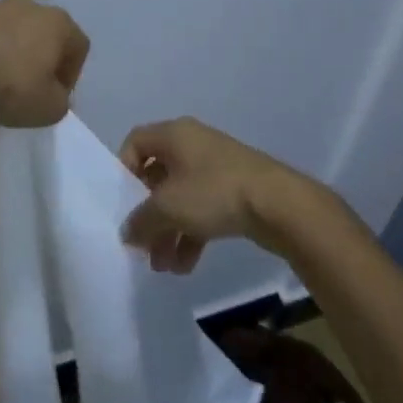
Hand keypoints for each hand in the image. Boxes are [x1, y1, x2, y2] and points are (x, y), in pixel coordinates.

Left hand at [0, 0, 90, 128]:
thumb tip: (53, 94)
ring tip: (4, 85)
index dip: (71, 76)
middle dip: (44, 62)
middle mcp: (32, 6)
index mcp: (59, 22)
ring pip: (18, 35)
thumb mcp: (50, 108)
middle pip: (48, 36)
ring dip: (16, 57)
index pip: (79, 47)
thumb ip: (60, 101)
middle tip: (34, 90)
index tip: (56, 97)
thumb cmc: (13, 85)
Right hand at [118, 116, 315, 273]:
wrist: (278, 204)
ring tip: (164, 267)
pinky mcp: (233, 190)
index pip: (135, 142)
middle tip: (143, 246)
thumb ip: (141, 220)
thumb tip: (127, 232)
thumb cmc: (213, 192)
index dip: (124, 171)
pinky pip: (202, 209)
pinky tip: (186, 266)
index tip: (124, 203)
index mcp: (174, 135)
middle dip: (149, 215)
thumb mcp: (168, 208)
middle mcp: (192, 145)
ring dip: (169, 232)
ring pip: (180, 198)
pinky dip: (191, 234)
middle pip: (157, 177)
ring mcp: (215, 168)